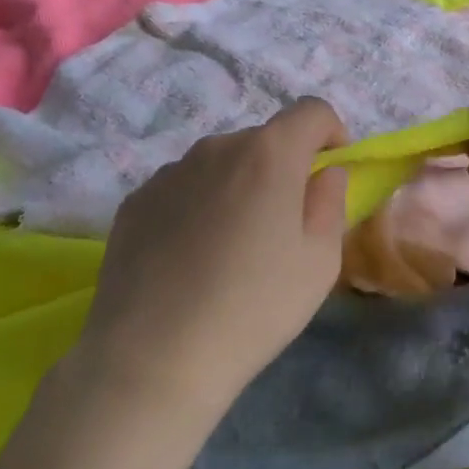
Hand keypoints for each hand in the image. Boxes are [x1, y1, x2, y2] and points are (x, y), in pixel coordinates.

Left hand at [74, 99, 349, 425]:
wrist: (154, 356)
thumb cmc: (255, 307)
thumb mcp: (319, 262)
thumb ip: (330, 203)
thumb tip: (324, 173)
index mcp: (268, 154)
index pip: (311, 111)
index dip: (332, 133)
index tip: (331, 173)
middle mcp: (216, 148)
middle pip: (263, 140)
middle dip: (283, 168)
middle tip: (283, 224)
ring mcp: (169, 172)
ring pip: (220, 165)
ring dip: (238, 186)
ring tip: (232, 247)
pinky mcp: (135, 201)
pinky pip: (183, 188)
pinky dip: (198, 206)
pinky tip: (190, 258)